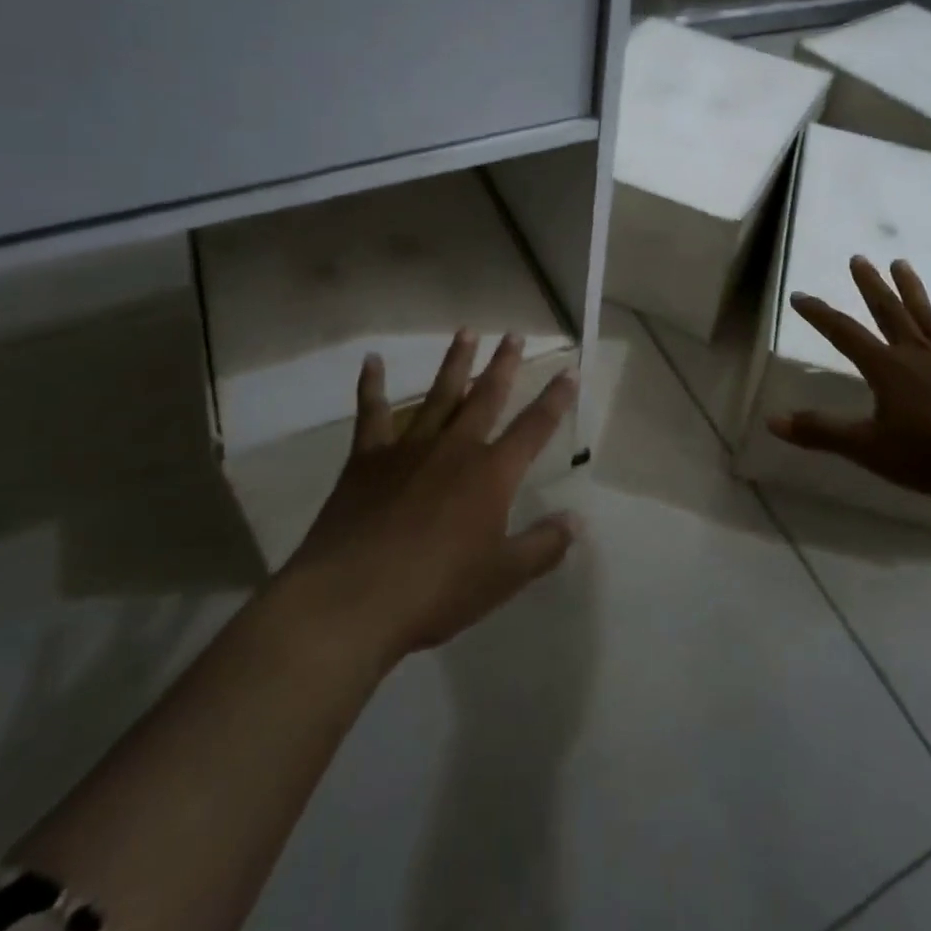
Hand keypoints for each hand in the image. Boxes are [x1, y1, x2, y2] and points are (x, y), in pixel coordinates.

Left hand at [285, 330, 579, 663]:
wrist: (352, 599)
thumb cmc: (436, 590)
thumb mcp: (502, 577)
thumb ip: (543, 546)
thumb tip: (578, 520)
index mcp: (492, 473)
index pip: (534, 426)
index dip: (556, 398)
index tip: (570, 369)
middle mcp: (455, 447)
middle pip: (486, 396)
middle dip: (504, 364)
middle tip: (513, 334)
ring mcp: (409, 447)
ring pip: (439, 394)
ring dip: (455, 362)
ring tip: (466, 331)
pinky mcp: (368, 458)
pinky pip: (372, 413)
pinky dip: (371, 386)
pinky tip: (371, 360)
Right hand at [767, 256, 930, 501]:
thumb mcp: (871, 449)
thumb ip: (823, 432)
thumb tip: (773, 420)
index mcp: (887, 369)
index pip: (844, 334)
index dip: (819, 314)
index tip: (800, 295)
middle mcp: (916, 353)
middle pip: (888, 311)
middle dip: (869, 285)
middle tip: (858, 258)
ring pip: (925, 314)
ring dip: (911, 288)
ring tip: (900, 262)